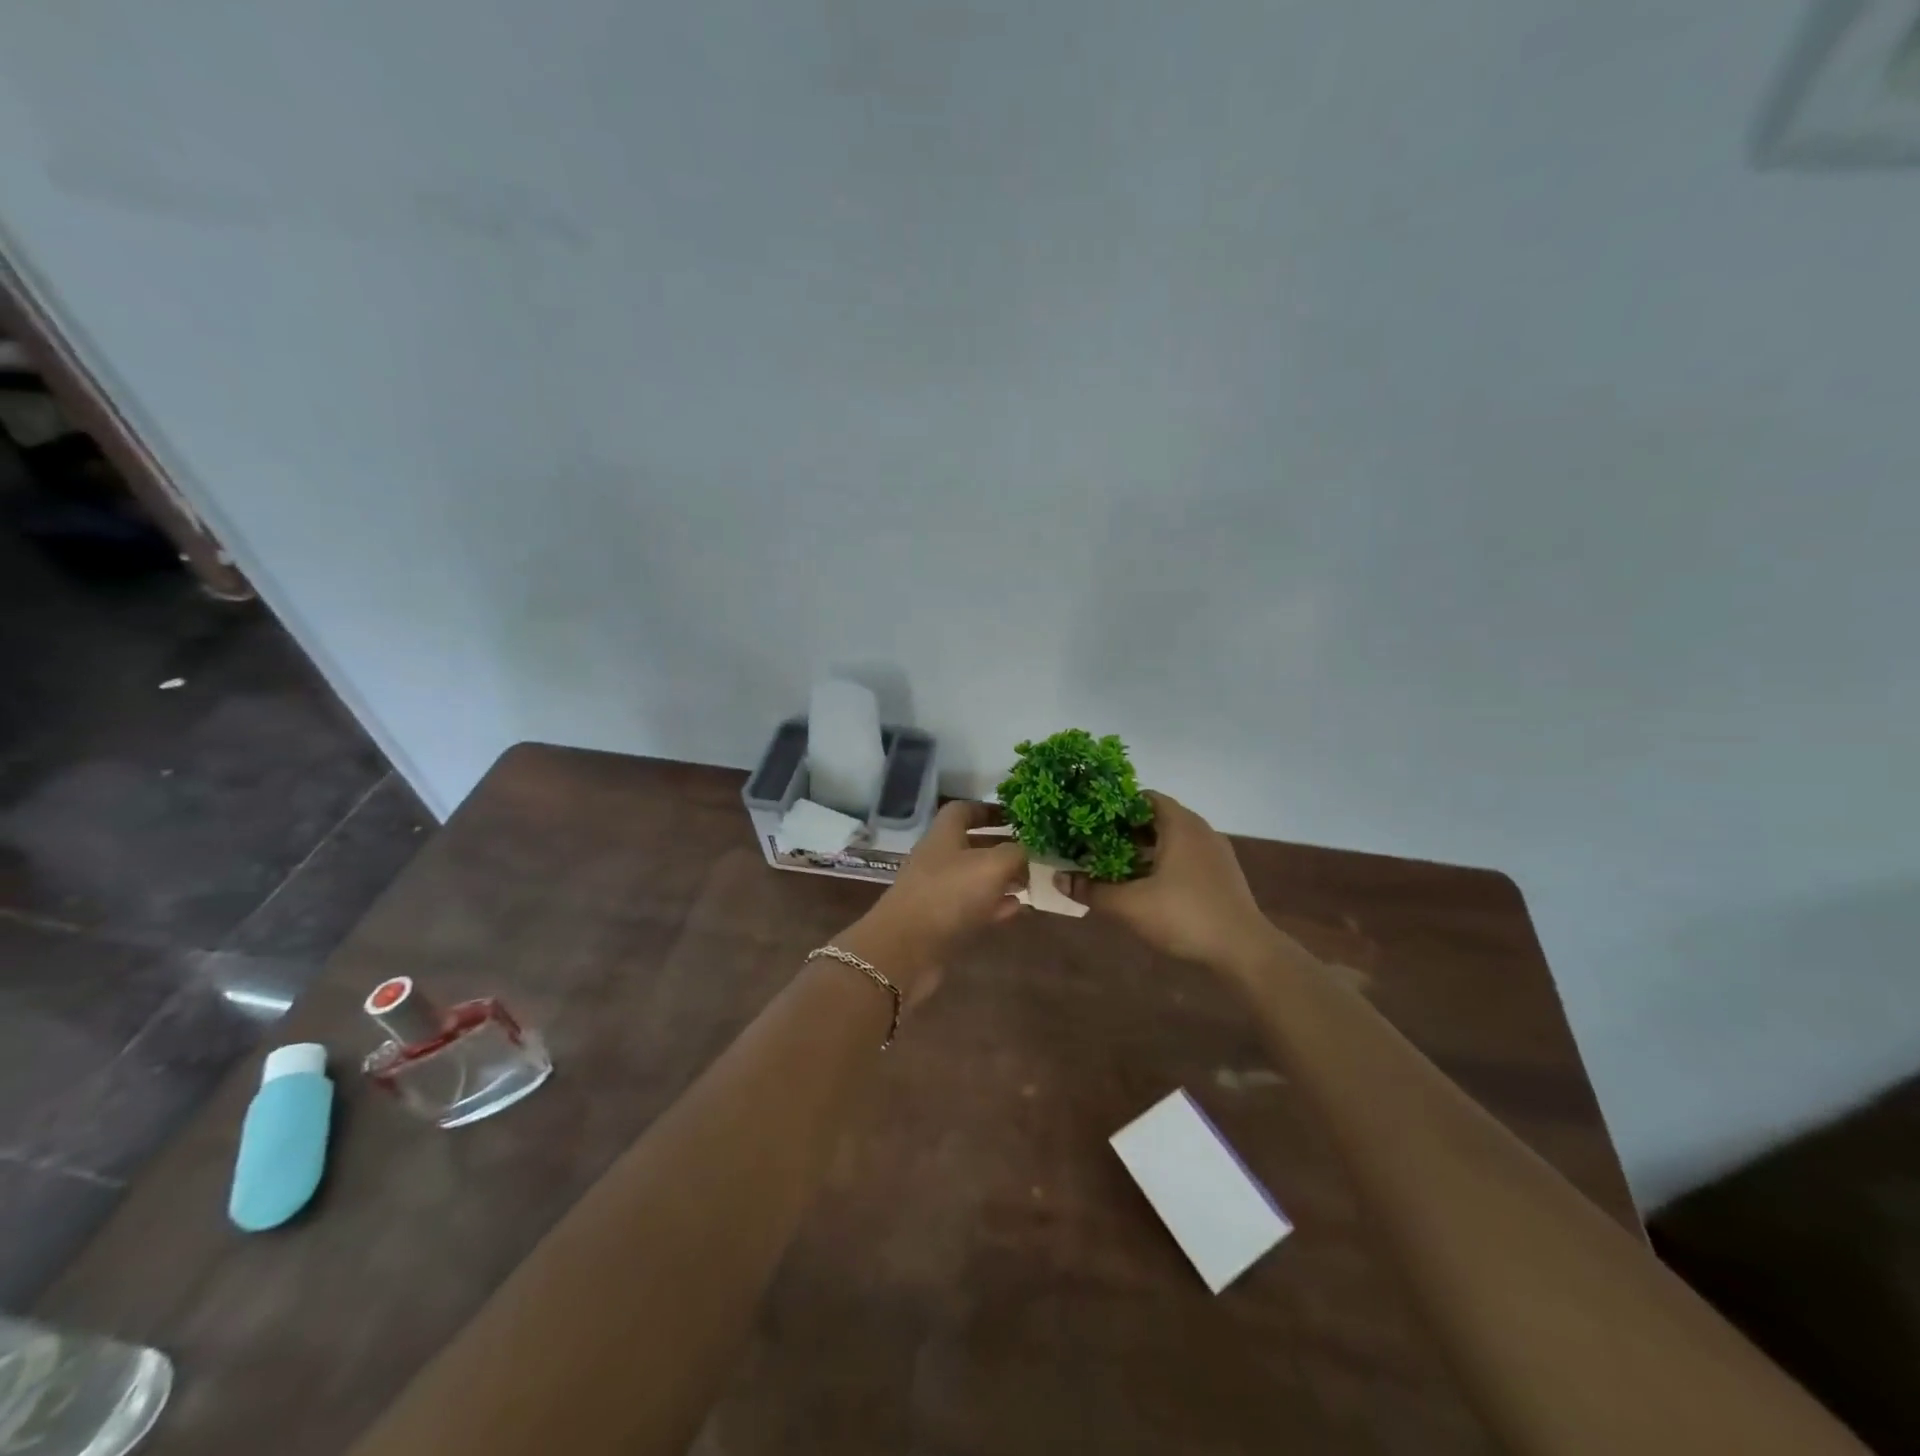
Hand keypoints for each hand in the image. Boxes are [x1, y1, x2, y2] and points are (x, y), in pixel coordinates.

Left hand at [837, 800, 1027, 1005]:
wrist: (906, 950)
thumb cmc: (949, 894)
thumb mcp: (992, 866)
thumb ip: (1014, 854)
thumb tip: (1024, 853)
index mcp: (943, 835)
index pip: (963, 810)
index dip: (988, 809)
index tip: (1015, 815)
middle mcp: (938, 859)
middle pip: (971, 845)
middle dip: (1001, 846)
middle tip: (1032, 851)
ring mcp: (937, 892)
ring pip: (974, 878)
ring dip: (1001, 878)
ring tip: (1029, 881)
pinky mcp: (941, 923)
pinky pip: (973, 908)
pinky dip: (994, 906)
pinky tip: (1017, 909)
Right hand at [1060, 791, 1275, 973]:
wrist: (1245, 950)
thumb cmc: (1185, 916)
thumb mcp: (1130, 905)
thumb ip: (1092, 890)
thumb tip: (1058, 880)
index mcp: (1180, 824)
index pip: (1143, 797)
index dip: (1114, 805)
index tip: (1089, 818)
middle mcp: (1199, 830)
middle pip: (1155, 819)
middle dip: (1123, 830)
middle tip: (1093, 842)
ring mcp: (1214, 853)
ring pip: (1170, 840)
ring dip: (1142, 849)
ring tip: (1112, 864)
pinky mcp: (1221, 875)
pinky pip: (1184, 857)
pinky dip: (1162, 863)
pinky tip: (1144, 886)